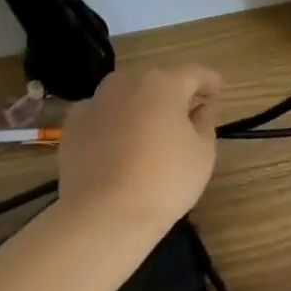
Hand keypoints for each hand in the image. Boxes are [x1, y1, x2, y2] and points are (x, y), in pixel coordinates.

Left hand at [56, 65, 221, 231]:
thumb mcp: (203, 152)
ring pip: (126, 95)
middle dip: (173, 95)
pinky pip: (101, 115)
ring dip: (140, 106)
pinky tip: (116, 147)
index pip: (195, 73)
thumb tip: (201, 108)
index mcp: (165, 83)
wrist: (103, 216)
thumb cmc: (165, 181)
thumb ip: (205, 121)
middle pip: (158, 82)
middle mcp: (128, 82)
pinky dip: (111, 123)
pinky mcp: (73, 126)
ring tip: (147, 133)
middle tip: (184, 118)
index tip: (217, 93)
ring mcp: (96, 102)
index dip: (209, 82)